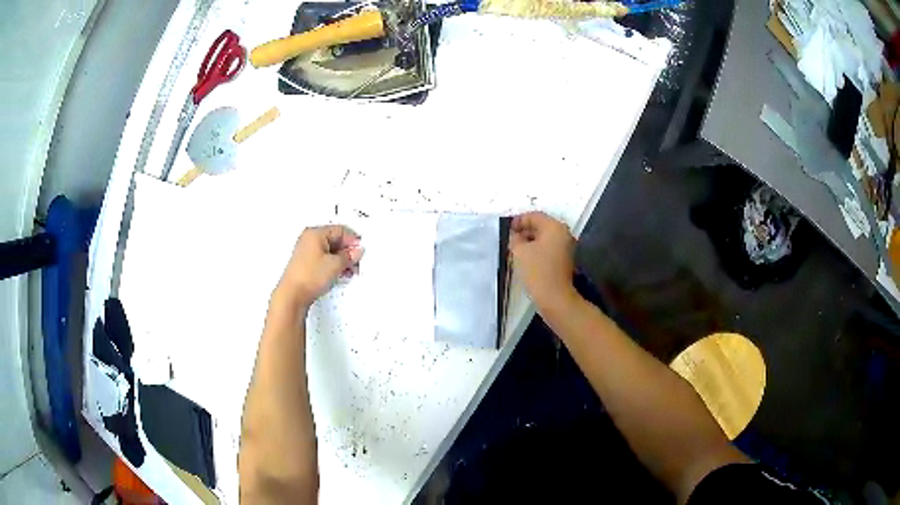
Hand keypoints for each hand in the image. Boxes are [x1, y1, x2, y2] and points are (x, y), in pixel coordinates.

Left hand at [277, 225, 363, 306]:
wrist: (293, 295)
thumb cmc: (307, 277)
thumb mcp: (335, 264)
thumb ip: (349, 256)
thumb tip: (355, 252)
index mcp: (315, 233)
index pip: (340, 230)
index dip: (353, 240)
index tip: (360, 250)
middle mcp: (309, 239)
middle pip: (335, 240)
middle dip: (347, 252)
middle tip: (355, 261)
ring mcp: (306, 251)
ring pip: (330, 251)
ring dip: (341, 260)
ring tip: (348, 270)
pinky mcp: (306, 263)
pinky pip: (324, 259)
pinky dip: (333, 265)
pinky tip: (339, 273)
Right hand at [510, 212, 575, 308]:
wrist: (555, 297)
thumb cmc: (537, 271)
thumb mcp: (520, 251)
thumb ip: (515, 238)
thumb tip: (515, 235)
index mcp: (554, 227)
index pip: (534, 215)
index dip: (519, 220)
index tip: (507, 229)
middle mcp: (563, 233)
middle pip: (541, 225)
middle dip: (525, 230)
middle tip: (510, 238)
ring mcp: (565, 246)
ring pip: (544, 237)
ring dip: (530, 240)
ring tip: (515, 249)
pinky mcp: (564, 259)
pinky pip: (548, 247)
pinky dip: (537, 249)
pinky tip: (526, 257)